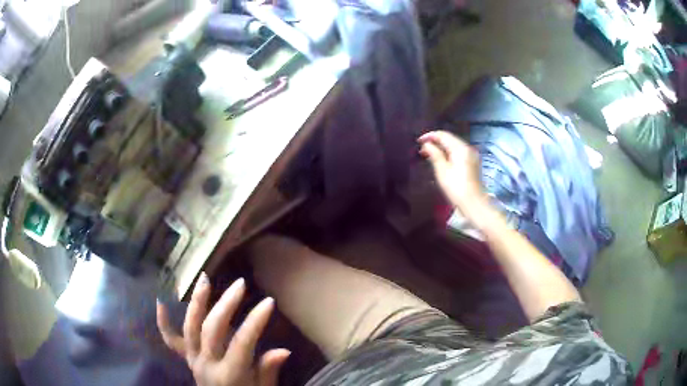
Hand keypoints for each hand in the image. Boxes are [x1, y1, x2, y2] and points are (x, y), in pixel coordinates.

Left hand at [157, 274, 289, 385]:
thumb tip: (284, 351)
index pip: (242, 343)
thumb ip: (268, 371)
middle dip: (226, 305)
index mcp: (229, 376)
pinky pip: (171, 340)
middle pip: (212, 330)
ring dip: (197, 302)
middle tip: (240, 284)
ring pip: (190, 327)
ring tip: (204, 278)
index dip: (255, 321)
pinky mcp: (186, 358)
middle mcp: (207, 364)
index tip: (269, 301)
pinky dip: (163, 322)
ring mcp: (193, 360)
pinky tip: (160, 301)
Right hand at [419, 131, 487, 218]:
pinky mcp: (472, 162)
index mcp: (460, 148)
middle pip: (449, 138)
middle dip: (435, 141)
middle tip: (422, 148)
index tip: (418, 142)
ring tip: (429, 153)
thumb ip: (434, 154)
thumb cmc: (456, 187)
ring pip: (454, 145)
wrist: (473, 203)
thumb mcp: (442, 170)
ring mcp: (471, 155)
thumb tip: (427, 144)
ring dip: (441, 147)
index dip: (430, 136)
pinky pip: (458, 152)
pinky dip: (448, 152)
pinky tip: (441, 159)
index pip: (443, 135)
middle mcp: (467, 148)